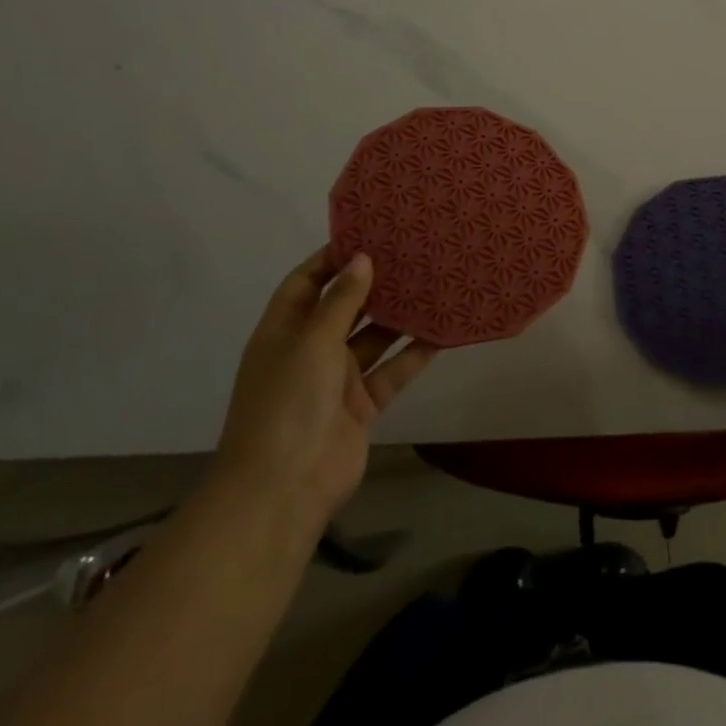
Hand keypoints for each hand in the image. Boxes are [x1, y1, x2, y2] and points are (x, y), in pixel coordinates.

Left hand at [212, 248, 436, 535]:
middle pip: (343, 308)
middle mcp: (308, 351)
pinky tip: (442, 332)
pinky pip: (392, 371)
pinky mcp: (362, 406)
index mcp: (283, 332)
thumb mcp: (312, 342)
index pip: (305, 283)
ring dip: (399, 317)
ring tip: (434, 284)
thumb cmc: (288, 404)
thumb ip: (341, 300)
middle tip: (412, 254)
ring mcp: (335, 381)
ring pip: (373, 339)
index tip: (369, 234)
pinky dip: (414, 354)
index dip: (331, 259)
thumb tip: (362, 258)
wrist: (284, 491)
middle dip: (373, 284)